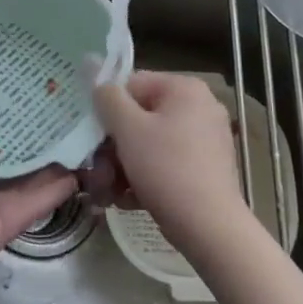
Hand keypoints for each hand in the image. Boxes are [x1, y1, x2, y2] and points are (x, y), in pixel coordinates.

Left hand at [0, 130, 76, 279]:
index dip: (1, 138)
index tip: (28, 122)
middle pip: (3, 172)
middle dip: (30, 157)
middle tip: (62, 137)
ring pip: (20, 191)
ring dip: (47, 175)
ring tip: (76, 155)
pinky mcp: (0, 232)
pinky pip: (26, 209)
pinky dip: (49, 195)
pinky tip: (73, 178)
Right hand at [86, 71, 248, 256]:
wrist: (209, 227)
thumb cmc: (166, 168)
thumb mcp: (128, 128)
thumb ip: (107, 97)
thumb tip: (97, 76)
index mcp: (184, 89)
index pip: (131, 85)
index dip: (107, 110)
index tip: (93, 137)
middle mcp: (199, 107)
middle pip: (139, 118)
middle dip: (112, 148)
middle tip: (97, 172)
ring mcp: (205, 139)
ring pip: (149, 144)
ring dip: (122, 166)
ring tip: (108, 192)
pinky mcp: (205, 168)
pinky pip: (165, 163)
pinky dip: (144, 177)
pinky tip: (127, 199)